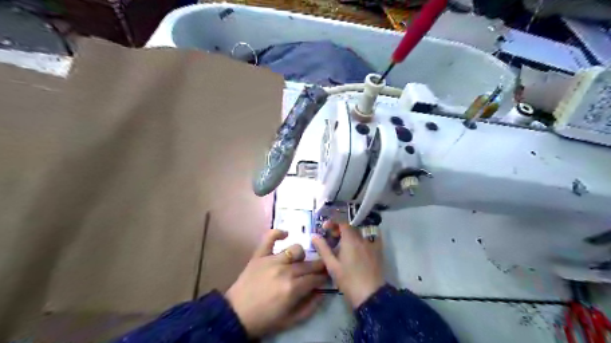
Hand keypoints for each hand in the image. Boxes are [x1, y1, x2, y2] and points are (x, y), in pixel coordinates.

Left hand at [225, 229, 329, 338]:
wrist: (236, 315)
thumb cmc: (264, 319)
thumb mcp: (290, 320)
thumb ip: (310, 306)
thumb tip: (322, 292)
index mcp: (293, 288)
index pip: (315, 278)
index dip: (323, 277)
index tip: (325, 277)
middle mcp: (285, 271)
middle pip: (309, 264)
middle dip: (318, 266)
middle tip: (320, 268)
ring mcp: (272, 260)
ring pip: (296, 249)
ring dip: (301, 255)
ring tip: (299, 260)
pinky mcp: (260, 255)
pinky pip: (270, 237)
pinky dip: (278, 233)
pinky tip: (285, 234)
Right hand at [313, 221, 382, 309]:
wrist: (371, 295)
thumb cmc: (348, 280)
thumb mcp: (332, 265)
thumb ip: (323, 249)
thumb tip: (314, 236)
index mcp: (351, 239)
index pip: (342, 222)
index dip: (333, 222)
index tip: (325, 228)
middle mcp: (362, 238)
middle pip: (350, 226)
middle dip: (340, 228)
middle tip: (331, 238)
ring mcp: (371, 244)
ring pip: (359, 232)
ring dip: (349, 234)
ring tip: (342, 244)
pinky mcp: (378, 251)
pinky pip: (368, 238)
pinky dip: (360, 239)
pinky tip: (356, 248)